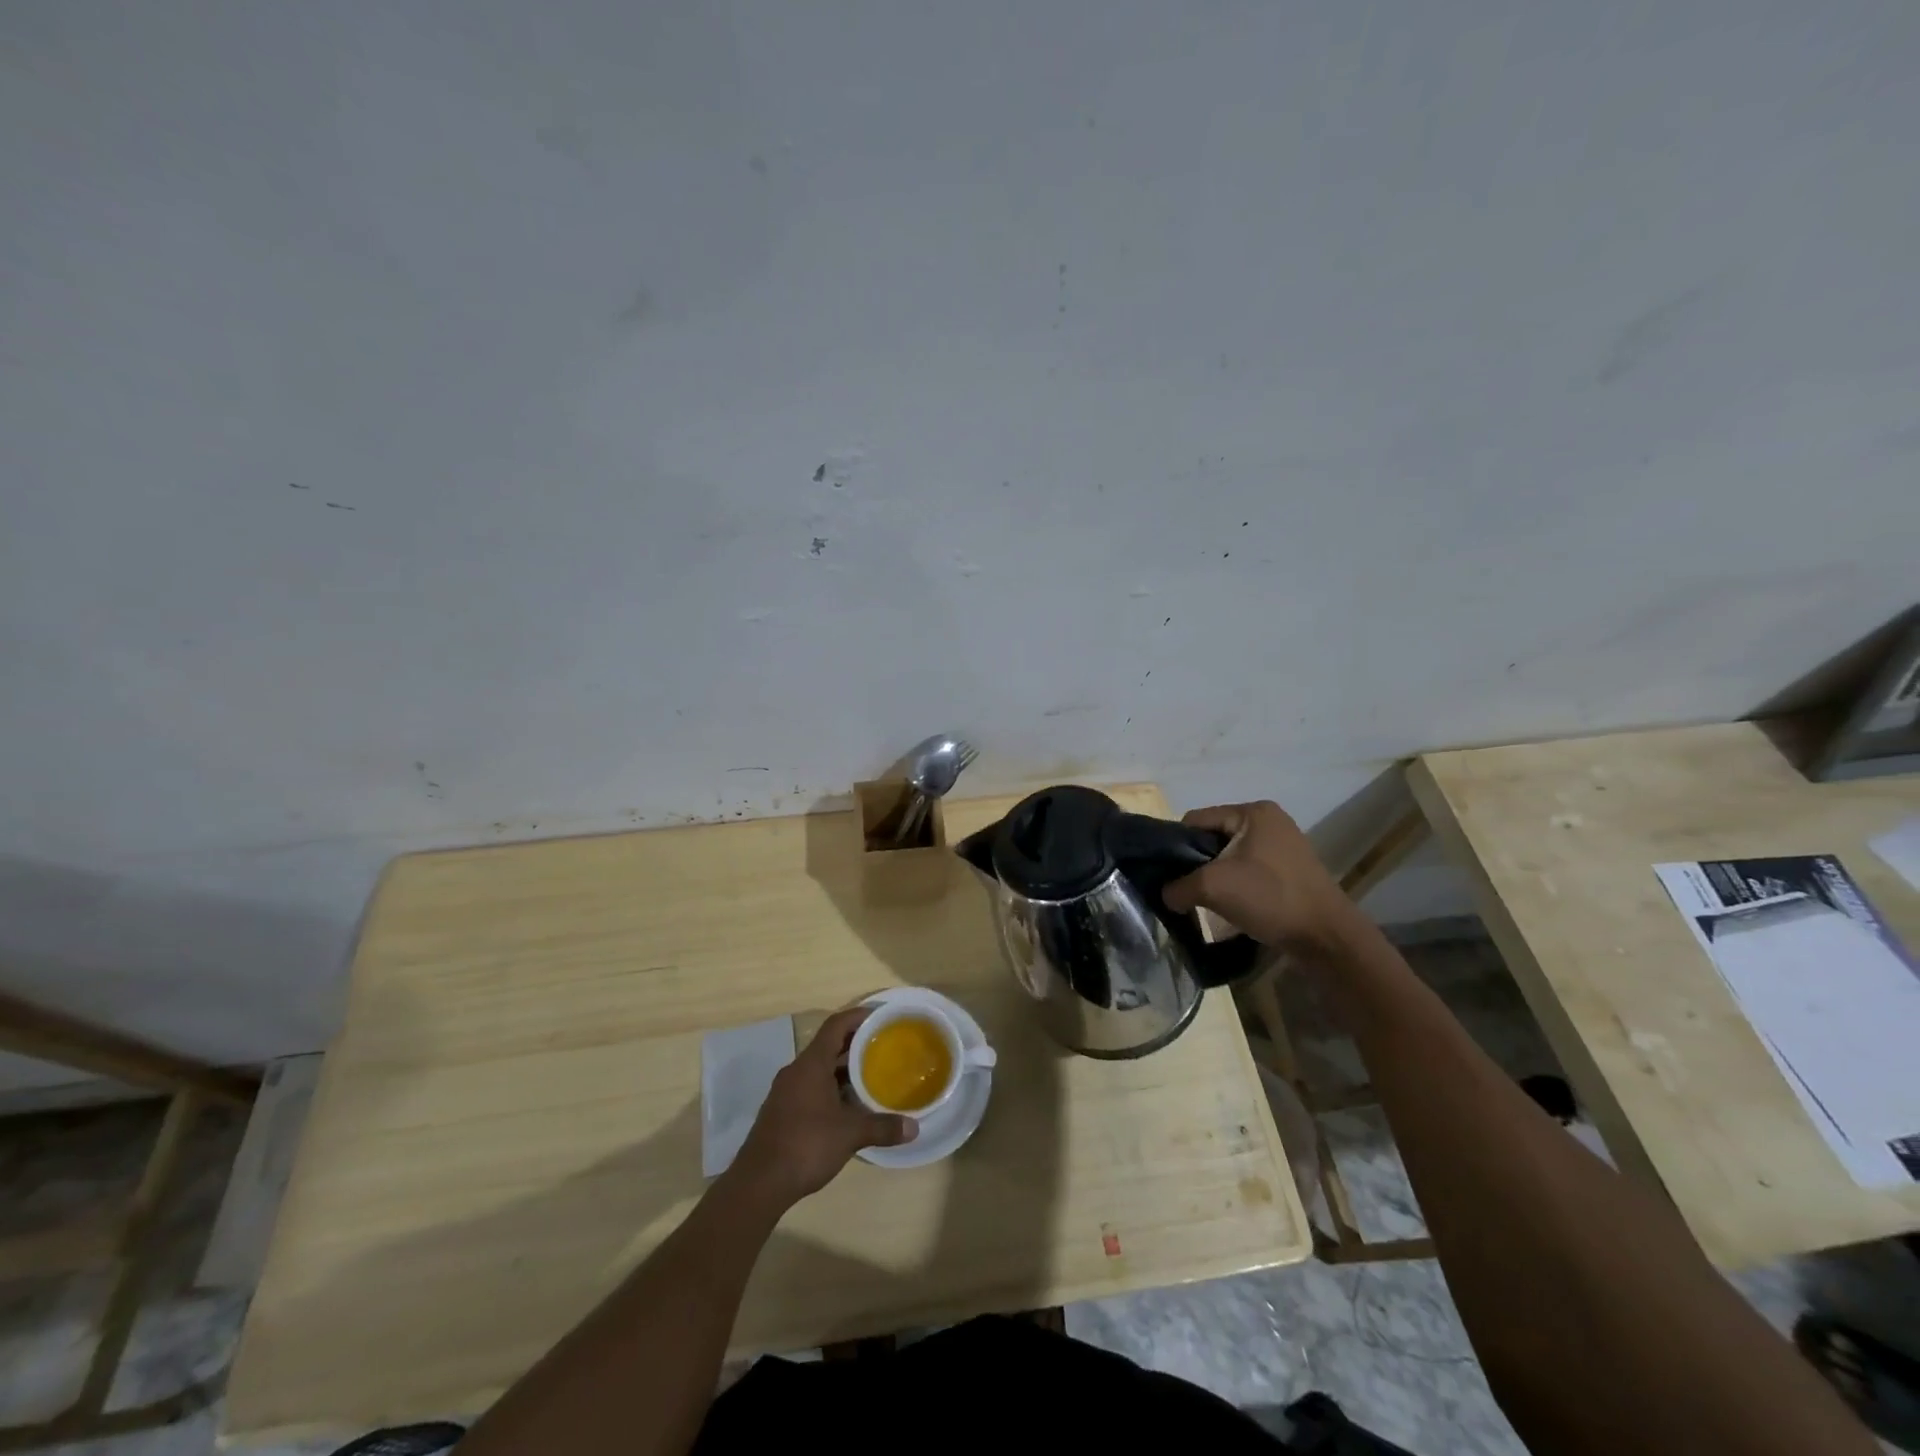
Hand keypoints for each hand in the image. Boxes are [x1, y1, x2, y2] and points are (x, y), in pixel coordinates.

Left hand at [730, 1007, 915, 1208]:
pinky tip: (848, 1107)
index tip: (880, 1016)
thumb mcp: (849, 1135)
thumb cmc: (806, 1145)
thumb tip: (914, 1128)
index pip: (835, 1026)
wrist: (759, 1183)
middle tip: (883, 1047)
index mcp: (811, 1064)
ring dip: (843, 1070)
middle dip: (855, 1045)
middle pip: (828, 1046)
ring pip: (819, 1070)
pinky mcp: (782, 1112)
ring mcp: (786, 1092)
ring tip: (872, 1076)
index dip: (857, 1017)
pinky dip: (831, 1089)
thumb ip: (882, 1127)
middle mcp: (796, 1071)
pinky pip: (811, 1088)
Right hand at [1162, 800, 1355, 951]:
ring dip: (1216, 877)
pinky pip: (1249, 870)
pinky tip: (1231, 906)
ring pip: (1230, 856)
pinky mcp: (1290, 869)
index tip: (1169, 874)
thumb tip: (1166, 895)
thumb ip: (1179, 886)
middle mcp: (1269, 820)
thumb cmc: (1270, 897)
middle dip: (1197, 864)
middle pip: (1213, 838)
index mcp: (1253, 812)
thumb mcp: (1213, 887)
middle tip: (1187, 890)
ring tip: (1207, 901)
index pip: (1196, 820)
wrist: (1327, 937)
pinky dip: (1236, 885)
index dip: (1177, 845)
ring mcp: (1283, 845)